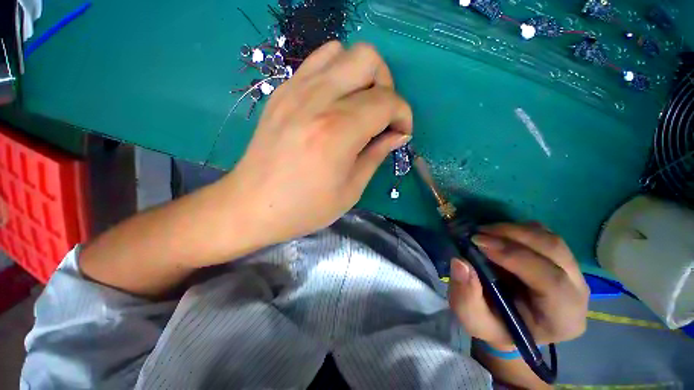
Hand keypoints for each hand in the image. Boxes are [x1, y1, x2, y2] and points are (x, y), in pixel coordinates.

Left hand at [222, 41, 411, 246]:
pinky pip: (317, 62)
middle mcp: (317, 100)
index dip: (403, 115)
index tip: (401, 133)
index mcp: (338, 132)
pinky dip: (336, 74)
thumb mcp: (350, 190)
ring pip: (342, 51)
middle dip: (385, 85)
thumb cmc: (304, 208)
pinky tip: (334, 102)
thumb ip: (377, 155)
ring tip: (358, 106)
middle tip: (380, 116)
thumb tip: (398, 135)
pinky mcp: (281, 92)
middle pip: (368, 59)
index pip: (387, 101)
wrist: (252, 205)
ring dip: (361, 75)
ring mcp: (295, 90)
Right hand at [449, 222, 588, 349]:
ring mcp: (573, 272)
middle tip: (478, 233)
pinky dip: (518, 229)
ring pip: (550, 239)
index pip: (551, 281)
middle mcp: (577, 292)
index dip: (514, 257)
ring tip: (484, 232)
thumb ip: (466, 296)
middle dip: (512, 235)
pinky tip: (497, 235)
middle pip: (554, 251)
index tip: (478, 243)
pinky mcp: (561, 258)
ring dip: (513, 230)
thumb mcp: (473, 319)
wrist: (509, 323)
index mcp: (563, 318)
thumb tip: (460, 262)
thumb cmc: (495, 325)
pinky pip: (544, 234)